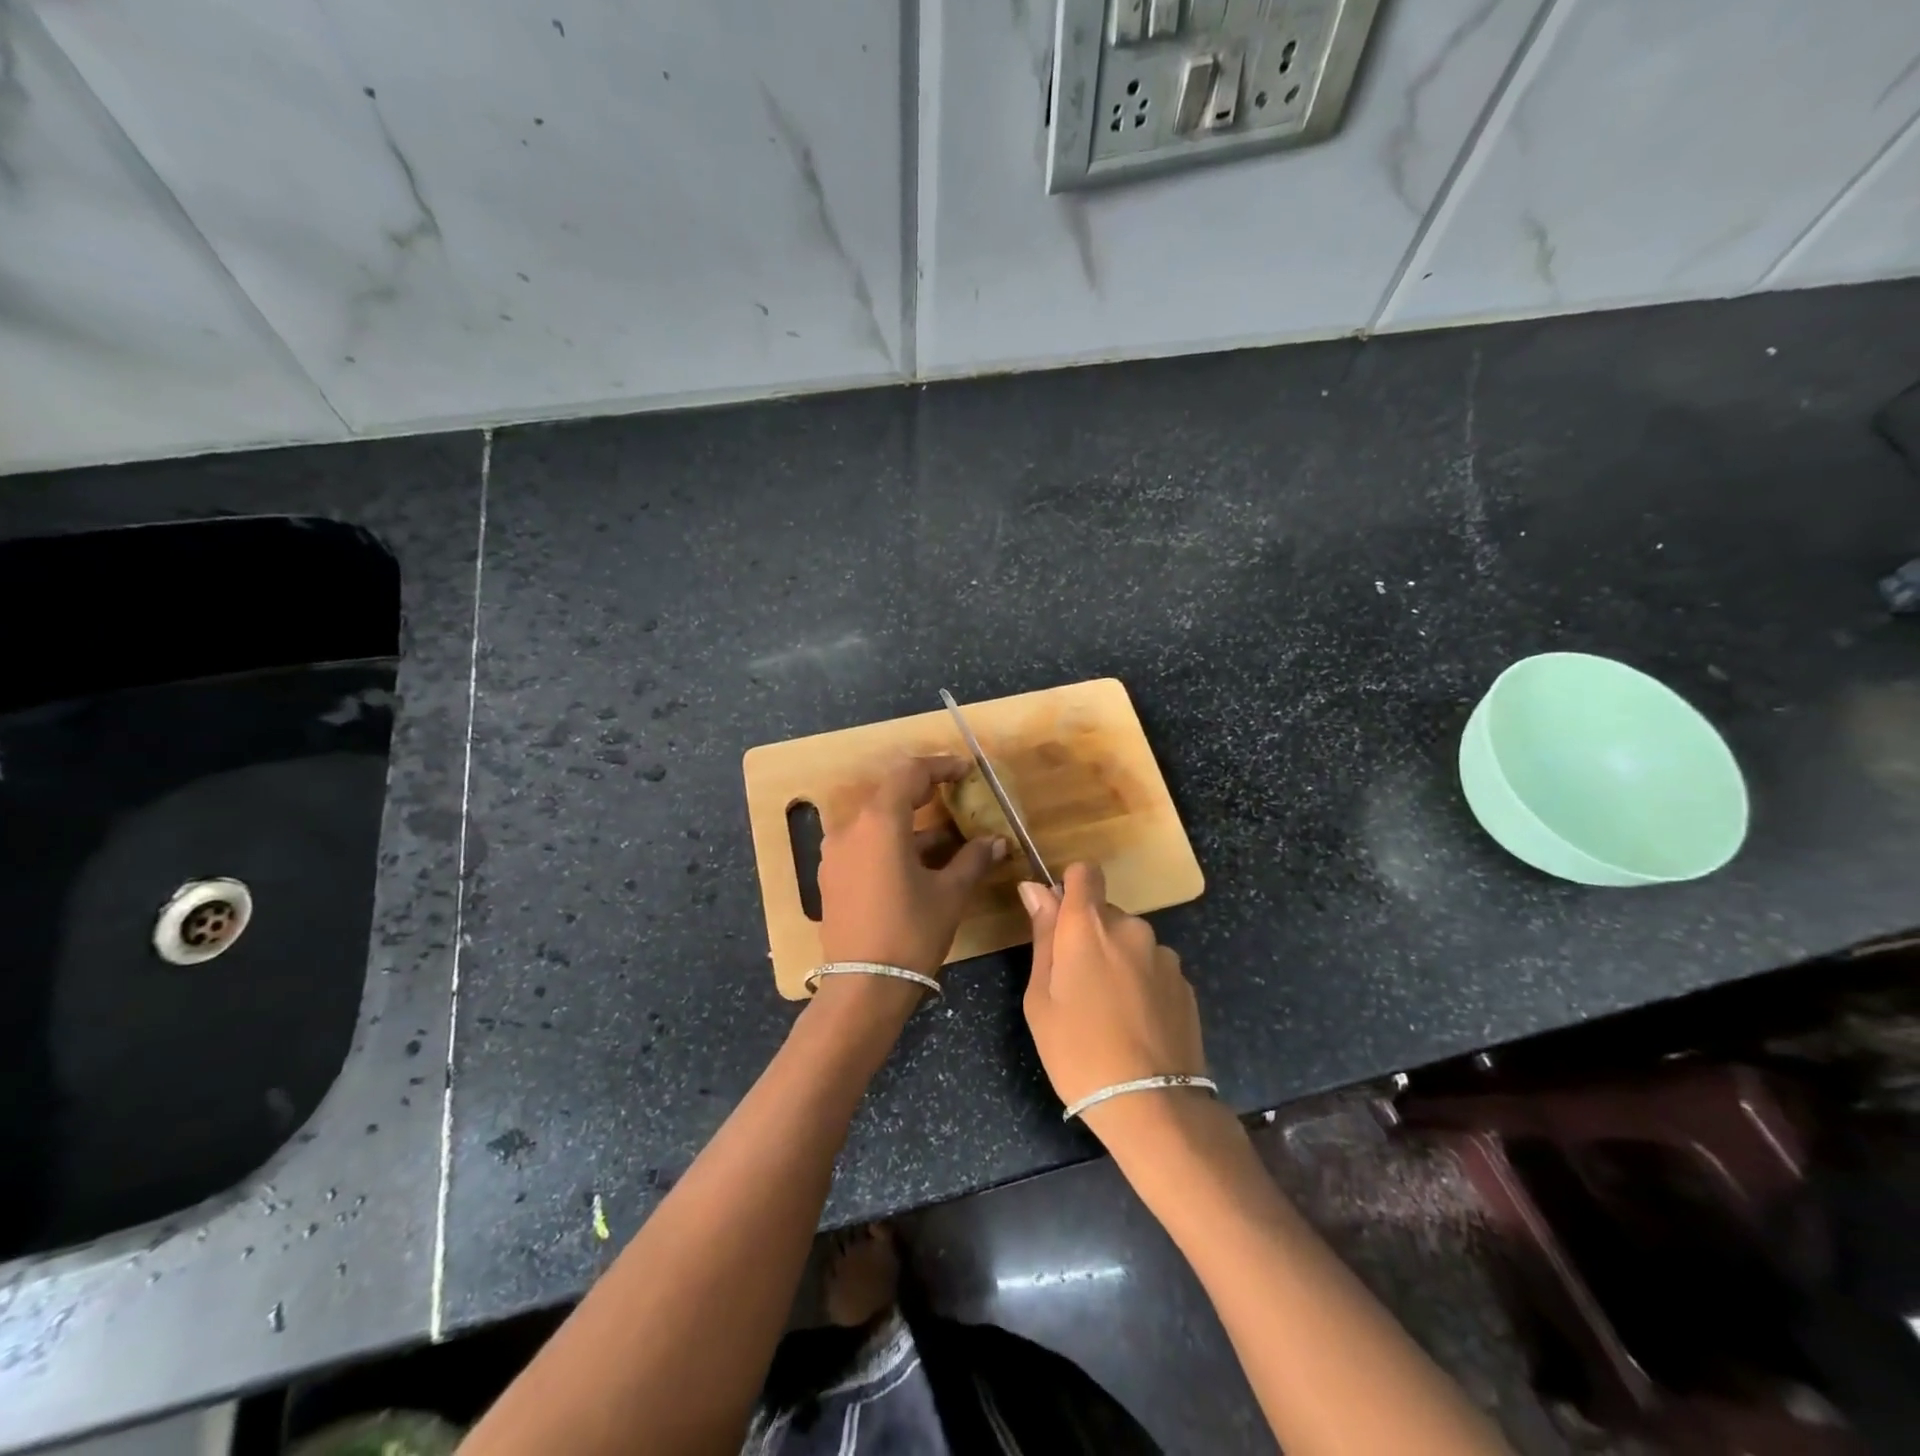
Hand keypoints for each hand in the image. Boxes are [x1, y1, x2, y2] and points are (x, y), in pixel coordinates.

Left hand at [817, 754, 1005, 978]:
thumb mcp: (949, 894)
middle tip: (958, 796)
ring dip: (912, 823)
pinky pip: (866, 844)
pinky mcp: (832, 876)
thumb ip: (973, 859)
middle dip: (926, 793)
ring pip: (878, 822)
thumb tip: (997, 841)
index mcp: (879, 822)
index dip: (940, 767)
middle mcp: (851, 828)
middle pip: (890, 794)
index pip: (909, 774)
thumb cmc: (911, 933)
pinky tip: (921, 862)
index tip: (966, 770)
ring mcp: (836, 853)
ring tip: (949, 837)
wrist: (863, 988)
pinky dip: (893, 843)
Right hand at [1019, 863, 1207, 1130]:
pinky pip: (1153, 968)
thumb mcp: (1041, 998)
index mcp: (1088, 926)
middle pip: (1105, 912)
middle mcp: (1130, 928)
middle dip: (1089, 936)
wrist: (1151, 1105)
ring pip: (1130, 942)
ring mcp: (1163, 955)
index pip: (1084, 872)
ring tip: (1109, 1012)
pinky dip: (1141, 983)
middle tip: (1076, 986)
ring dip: (1117, 960)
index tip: (1059, 920)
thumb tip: (1035, 889)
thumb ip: (1043, 936)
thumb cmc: (1077, 1051)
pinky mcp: (1185, 983)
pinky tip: (1136, 1025)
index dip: (1070, 887)